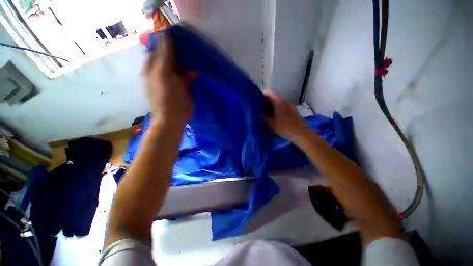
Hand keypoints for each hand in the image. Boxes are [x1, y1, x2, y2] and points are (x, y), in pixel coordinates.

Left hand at [142, 35, 195, 125]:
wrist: (174, 117)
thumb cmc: (167, 96)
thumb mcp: (163, 72)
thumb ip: (165, 55)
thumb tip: (166, 35)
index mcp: (153, 67)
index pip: (158, 49)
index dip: (166, 41)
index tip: (178, 36)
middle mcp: (161, 71)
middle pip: (169, 57)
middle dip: (178, 51)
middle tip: (189, 45)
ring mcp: (173, 79)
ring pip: (179, 66)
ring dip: (186, 62)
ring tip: (194, 55)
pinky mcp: (183, 86)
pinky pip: (187, 76)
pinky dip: (192, 72)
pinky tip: (197, 70)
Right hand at [263, 90, 307, 141]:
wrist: (300, 133)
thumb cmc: (284, 127)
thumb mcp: (270, 123)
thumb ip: (263, 118)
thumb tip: (258, 114)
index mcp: (279, 101)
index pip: (268, 93)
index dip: (261, 96)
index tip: (256, 102)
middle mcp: (284, 100)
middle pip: (273, 98)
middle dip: (266, 103)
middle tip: (259, 109)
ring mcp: (289, 105)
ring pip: (278, 103)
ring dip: (272, 107)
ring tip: (266, 114)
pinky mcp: (292, 110)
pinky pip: (282, 107)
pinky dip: (277, 110)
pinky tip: (274, 117)